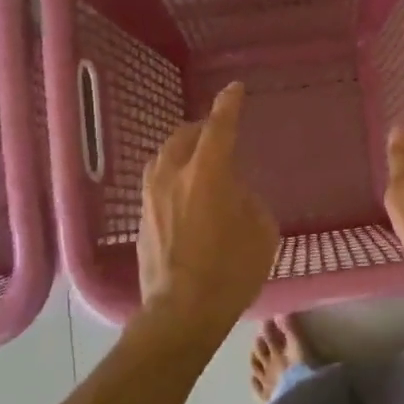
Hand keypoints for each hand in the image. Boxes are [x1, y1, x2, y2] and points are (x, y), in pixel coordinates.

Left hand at [137, 82, 278, 330]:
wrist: (182, 313)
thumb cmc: (231, 271)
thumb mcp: (261, 231)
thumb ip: (248, 200)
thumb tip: (234, 193)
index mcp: (207, 174)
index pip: (219, 127)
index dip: (229, 105)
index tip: (234, 90)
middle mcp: (173, 176)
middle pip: (185, 137)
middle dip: (203, 129)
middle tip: (219, 133)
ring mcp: (152, 197)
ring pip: (164, 157)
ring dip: (183, 151)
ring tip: (199, 160)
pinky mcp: (142, 218)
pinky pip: (157, 181)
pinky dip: (173, 175)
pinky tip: (185, 192)